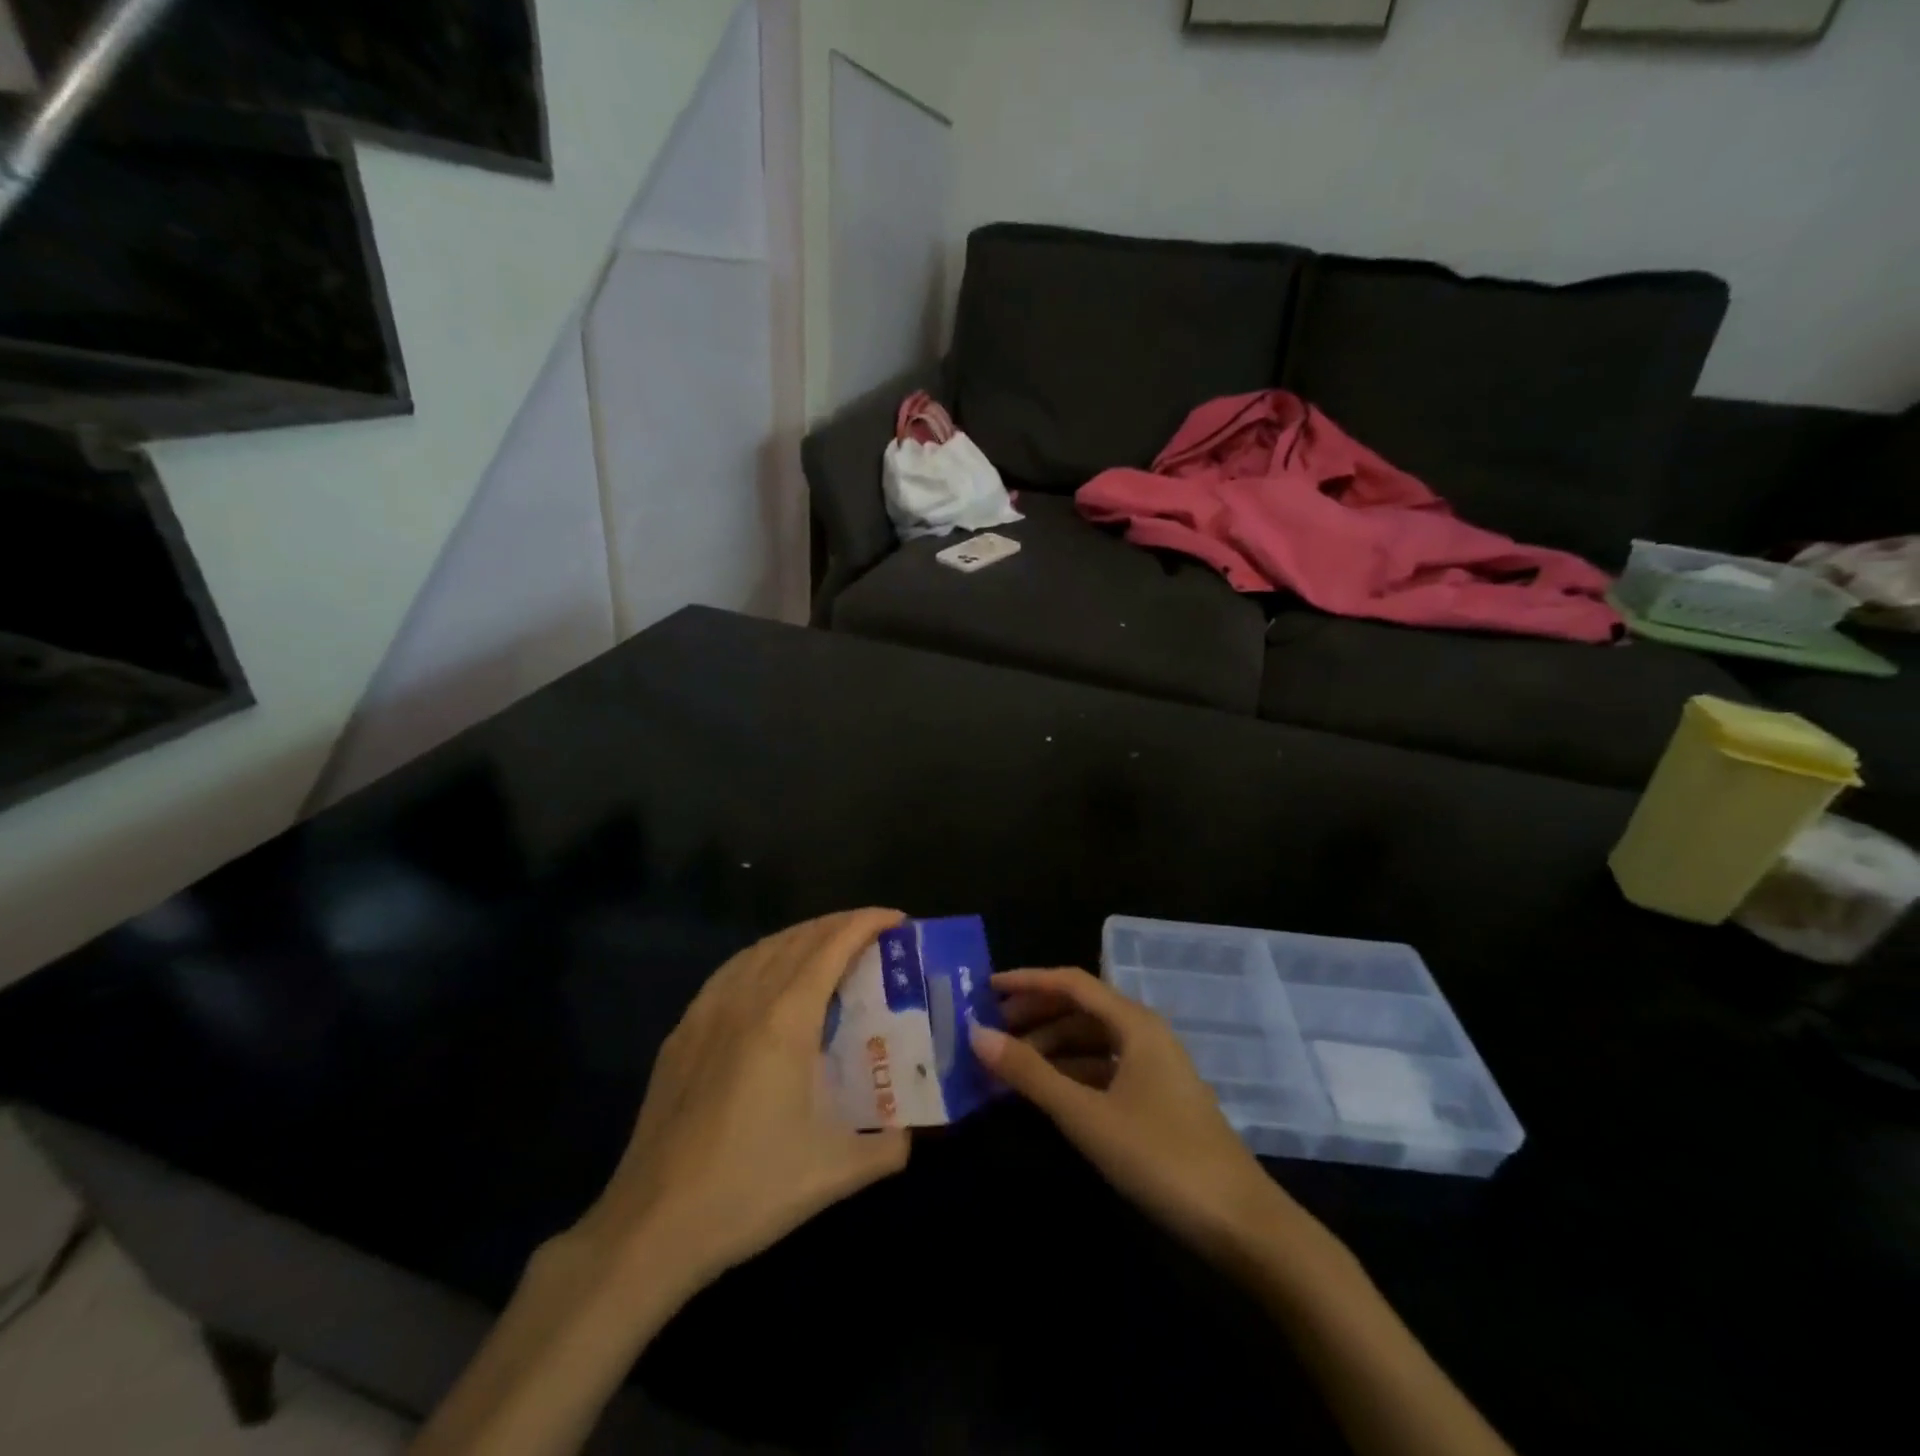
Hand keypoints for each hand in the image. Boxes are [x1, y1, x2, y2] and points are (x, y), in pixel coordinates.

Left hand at [568, 909, 911, 1293]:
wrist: (652, 1226)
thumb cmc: (749, 1190)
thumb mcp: (835, 1172)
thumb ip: (887, 1147)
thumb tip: (911, 1133)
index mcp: (785, 1020)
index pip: (831, 947)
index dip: (866, 923)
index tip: (897, 919)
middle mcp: (745, 1001)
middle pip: (797, 939)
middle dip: (839, 925)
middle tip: (873, 934)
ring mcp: (706, 1013)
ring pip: (760, 950)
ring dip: (801, 936)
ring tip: (828, 947)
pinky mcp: (681, 1033)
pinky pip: (730, 972)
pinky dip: (762, 957)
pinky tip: (768, 976)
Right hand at [972, 968, 1299, 1260]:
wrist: (1241, 1224)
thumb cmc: (1160, 1157)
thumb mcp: (1086, 1115)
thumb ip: (1031, 1074)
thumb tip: (977, 1035)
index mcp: (1135, 1023)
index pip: (1072, 983)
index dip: (1029, 981)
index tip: (987, 989)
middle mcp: (1146, 1034)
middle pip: (1082, 1009)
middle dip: (1036, 1016)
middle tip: (992, 1032)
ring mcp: (1155, 1068)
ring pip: (1093, 1041)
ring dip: (1052, 1048)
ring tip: (1010, 1066)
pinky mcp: (1158, 1099)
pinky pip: (1106, 1069)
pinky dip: (1073, 1073)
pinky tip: (1048, 1093)